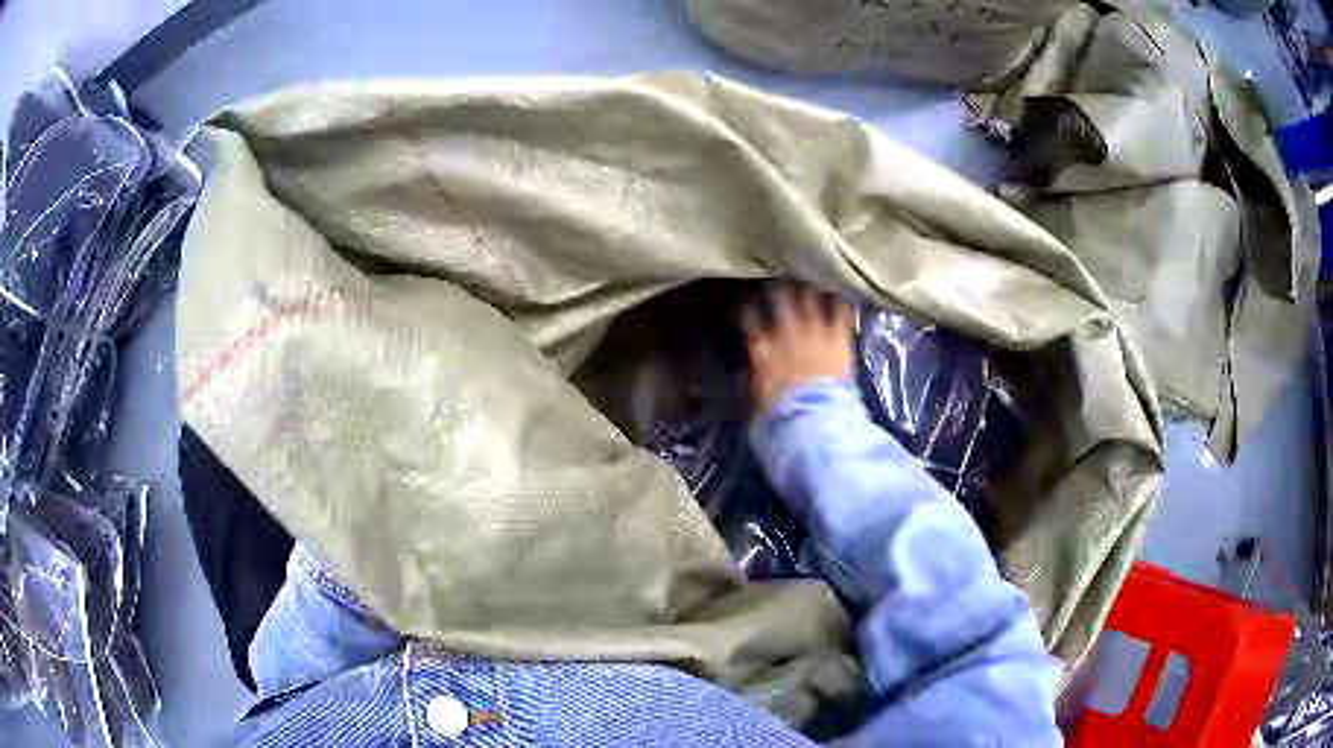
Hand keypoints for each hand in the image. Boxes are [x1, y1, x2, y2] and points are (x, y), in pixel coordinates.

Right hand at [742, 283, 854, 411]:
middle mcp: (786, 331)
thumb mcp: (759, 398)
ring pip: (809, 298)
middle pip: (779, 299)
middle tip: (780, 284)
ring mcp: (814, 330)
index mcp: (763, 348)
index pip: (750, 319)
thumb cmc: (782, 414)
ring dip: (808, 291)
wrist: (815, 416)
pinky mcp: (838, 336)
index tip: (749, 307)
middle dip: (778, 290)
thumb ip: (756, 377)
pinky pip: (840, 311)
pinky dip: (840, 303)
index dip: (749, 310)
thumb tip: (754, 371)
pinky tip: (842, 297)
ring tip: (810, 284)